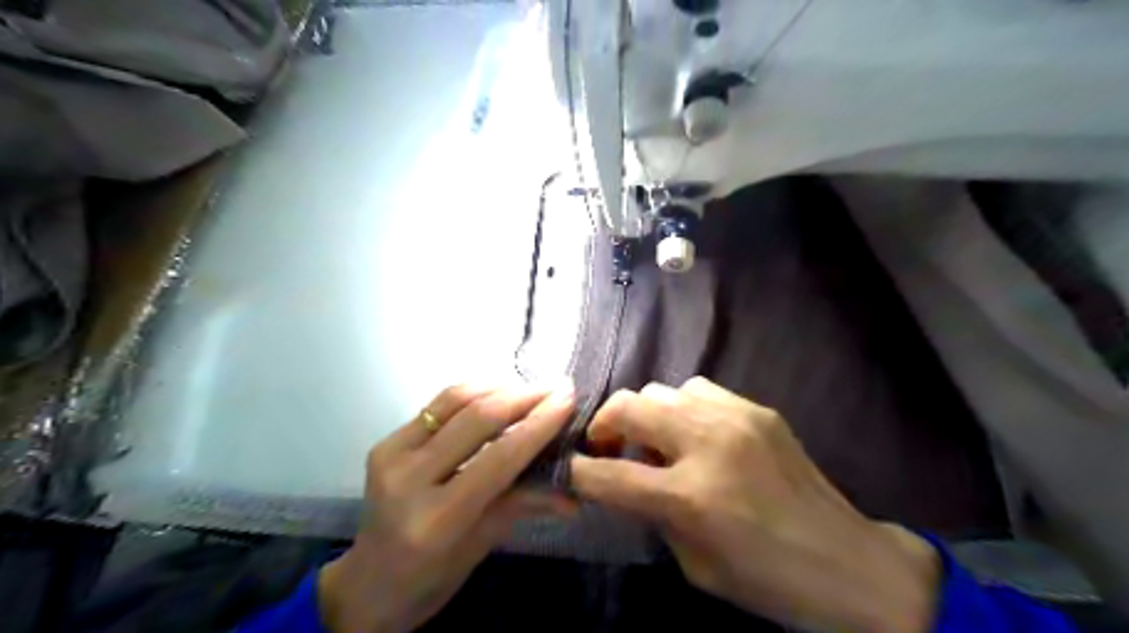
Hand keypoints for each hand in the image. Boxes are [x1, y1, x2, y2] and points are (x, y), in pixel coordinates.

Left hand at [319, 383, 577, 630]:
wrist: (367, 584)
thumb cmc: (431, 578)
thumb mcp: (483, 545)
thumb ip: (525, 504)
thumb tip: (574, 491)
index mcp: (437, 519)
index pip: (499, 458)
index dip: (538, 424)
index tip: (568, 398)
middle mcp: (408, 479)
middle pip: (476, 419)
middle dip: (523, 396)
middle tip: (557, 386)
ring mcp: (391, 455)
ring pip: (454, 400)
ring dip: (499, 387)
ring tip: (532, 387)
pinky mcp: (385, 442)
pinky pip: (437, 405)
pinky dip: (473, 393)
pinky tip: (498, 394)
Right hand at [575, 378, 936, 630]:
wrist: (848, 563)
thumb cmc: (766, 580)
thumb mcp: (694, 564)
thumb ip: (652, 515)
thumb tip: (624, 481)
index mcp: (690, 497)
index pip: (608, 474)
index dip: (576, 472)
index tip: (569, 470)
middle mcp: (707, 444)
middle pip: (628, 406)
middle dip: (604, 426)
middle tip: (609, 449)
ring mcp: (735, 418)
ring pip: (662, 389)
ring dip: (646, 415)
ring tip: (657, 441)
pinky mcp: (757, 410)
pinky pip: (699, 390)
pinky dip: (682, 408)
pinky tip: (695, 433)